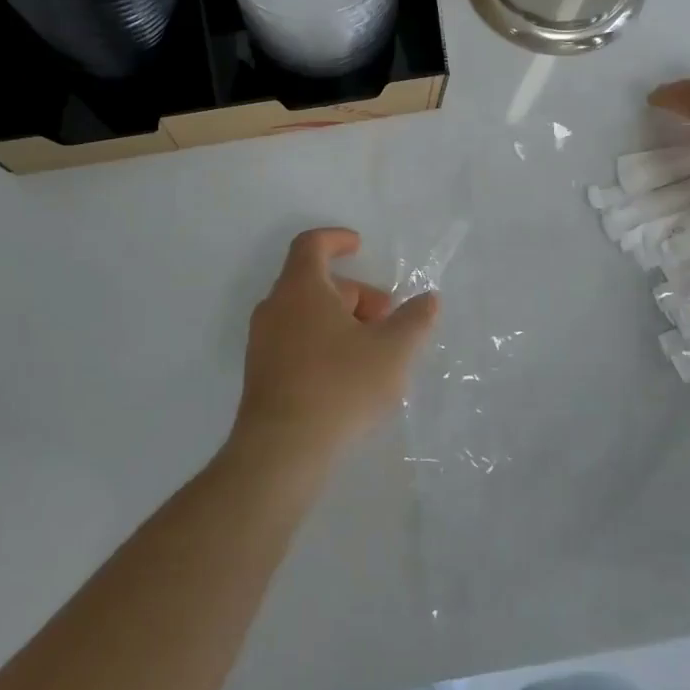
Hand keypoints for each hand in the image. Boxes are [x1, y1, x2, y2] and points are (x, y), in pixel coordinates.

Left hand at [233, 228, 440, 466]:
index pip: (312, 244)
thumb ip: (414, 320)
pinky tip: (348, 377)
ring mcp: (262, 342)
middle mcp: (275, 307)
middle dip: (354, 293)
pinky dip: (322, 342)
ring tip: (373, 351)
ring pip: (305, 314)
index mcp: (301, 288)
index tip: (360, 246)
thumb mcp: (392, 351)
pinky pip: (294, 341)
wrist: (281, 450)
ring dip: (340, 321)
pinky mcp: (260, 374)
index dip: (337, 239)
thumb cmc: (340, 386)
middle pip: (314, 282)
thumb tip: (429, 300)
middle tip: (386, 320)